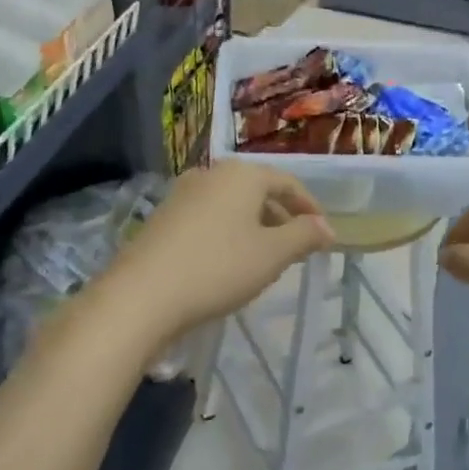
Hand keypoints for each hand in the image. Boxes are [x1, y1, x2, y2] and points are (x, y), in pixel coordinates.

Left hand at [109, 162, 334, 343]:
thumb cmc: (218, 268)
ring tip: (264, 258)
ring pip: (231, 205)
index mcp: (242, 174)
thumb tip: (327, 227)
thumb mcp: (272, 254)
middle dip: (280, 217)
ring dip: (254, 226)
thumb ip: (304, 236)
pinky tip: (227, 262)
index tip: (323, 232)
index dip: (309, 206)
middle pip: (257, 191)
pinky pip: (208, 218)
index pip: (287, 182)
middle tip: (296, 247)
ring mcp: (182, 194)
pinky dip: (227, 233)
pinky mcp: (162, 218)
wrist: (141, 295)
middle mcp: (211, 174)